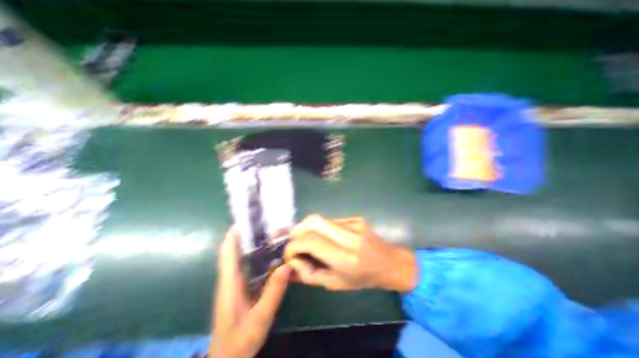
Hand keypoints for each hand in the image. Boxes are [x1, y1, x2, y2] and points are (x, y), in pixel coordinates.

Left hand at [209, 228, 291, 357]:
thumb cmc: (239, 341)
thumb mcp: (259, 319)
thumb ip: (273, 293)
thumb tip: (286, 266)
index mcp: (230, 282)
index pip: (228, 252)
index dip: (233, 234)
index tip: (246, 220)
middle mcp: (231, 278)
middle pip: (236, 250)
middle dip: (248, 235)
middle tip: (267, 224)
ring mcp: (236, 282)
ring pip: (243, 257)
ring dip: (255, 244)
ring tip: (273, 234)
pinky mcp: (242, 287)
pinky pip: (250, 265)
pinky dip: (259, 256)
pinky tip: (273, 255)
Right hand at [283, 217, 414, 291]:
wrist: (389, 262)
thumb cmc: (363, 278)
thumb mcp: (335, 284)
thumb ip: (310, 274)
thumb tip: (293, 260)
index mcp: (345, 258)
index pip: (312, 242)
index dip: (294, 245)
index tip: (289, 253)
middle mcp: (349, 237)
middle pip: (315, 221)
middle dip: (298, 229)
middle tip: (293, 240)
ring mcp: (354, 224)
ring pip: (321, 219)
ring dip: (308, 228)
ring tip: (307, 239)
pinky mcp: (356, 218)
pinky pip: (331, 220)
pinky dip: (322, 227)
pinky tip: (326, 237)